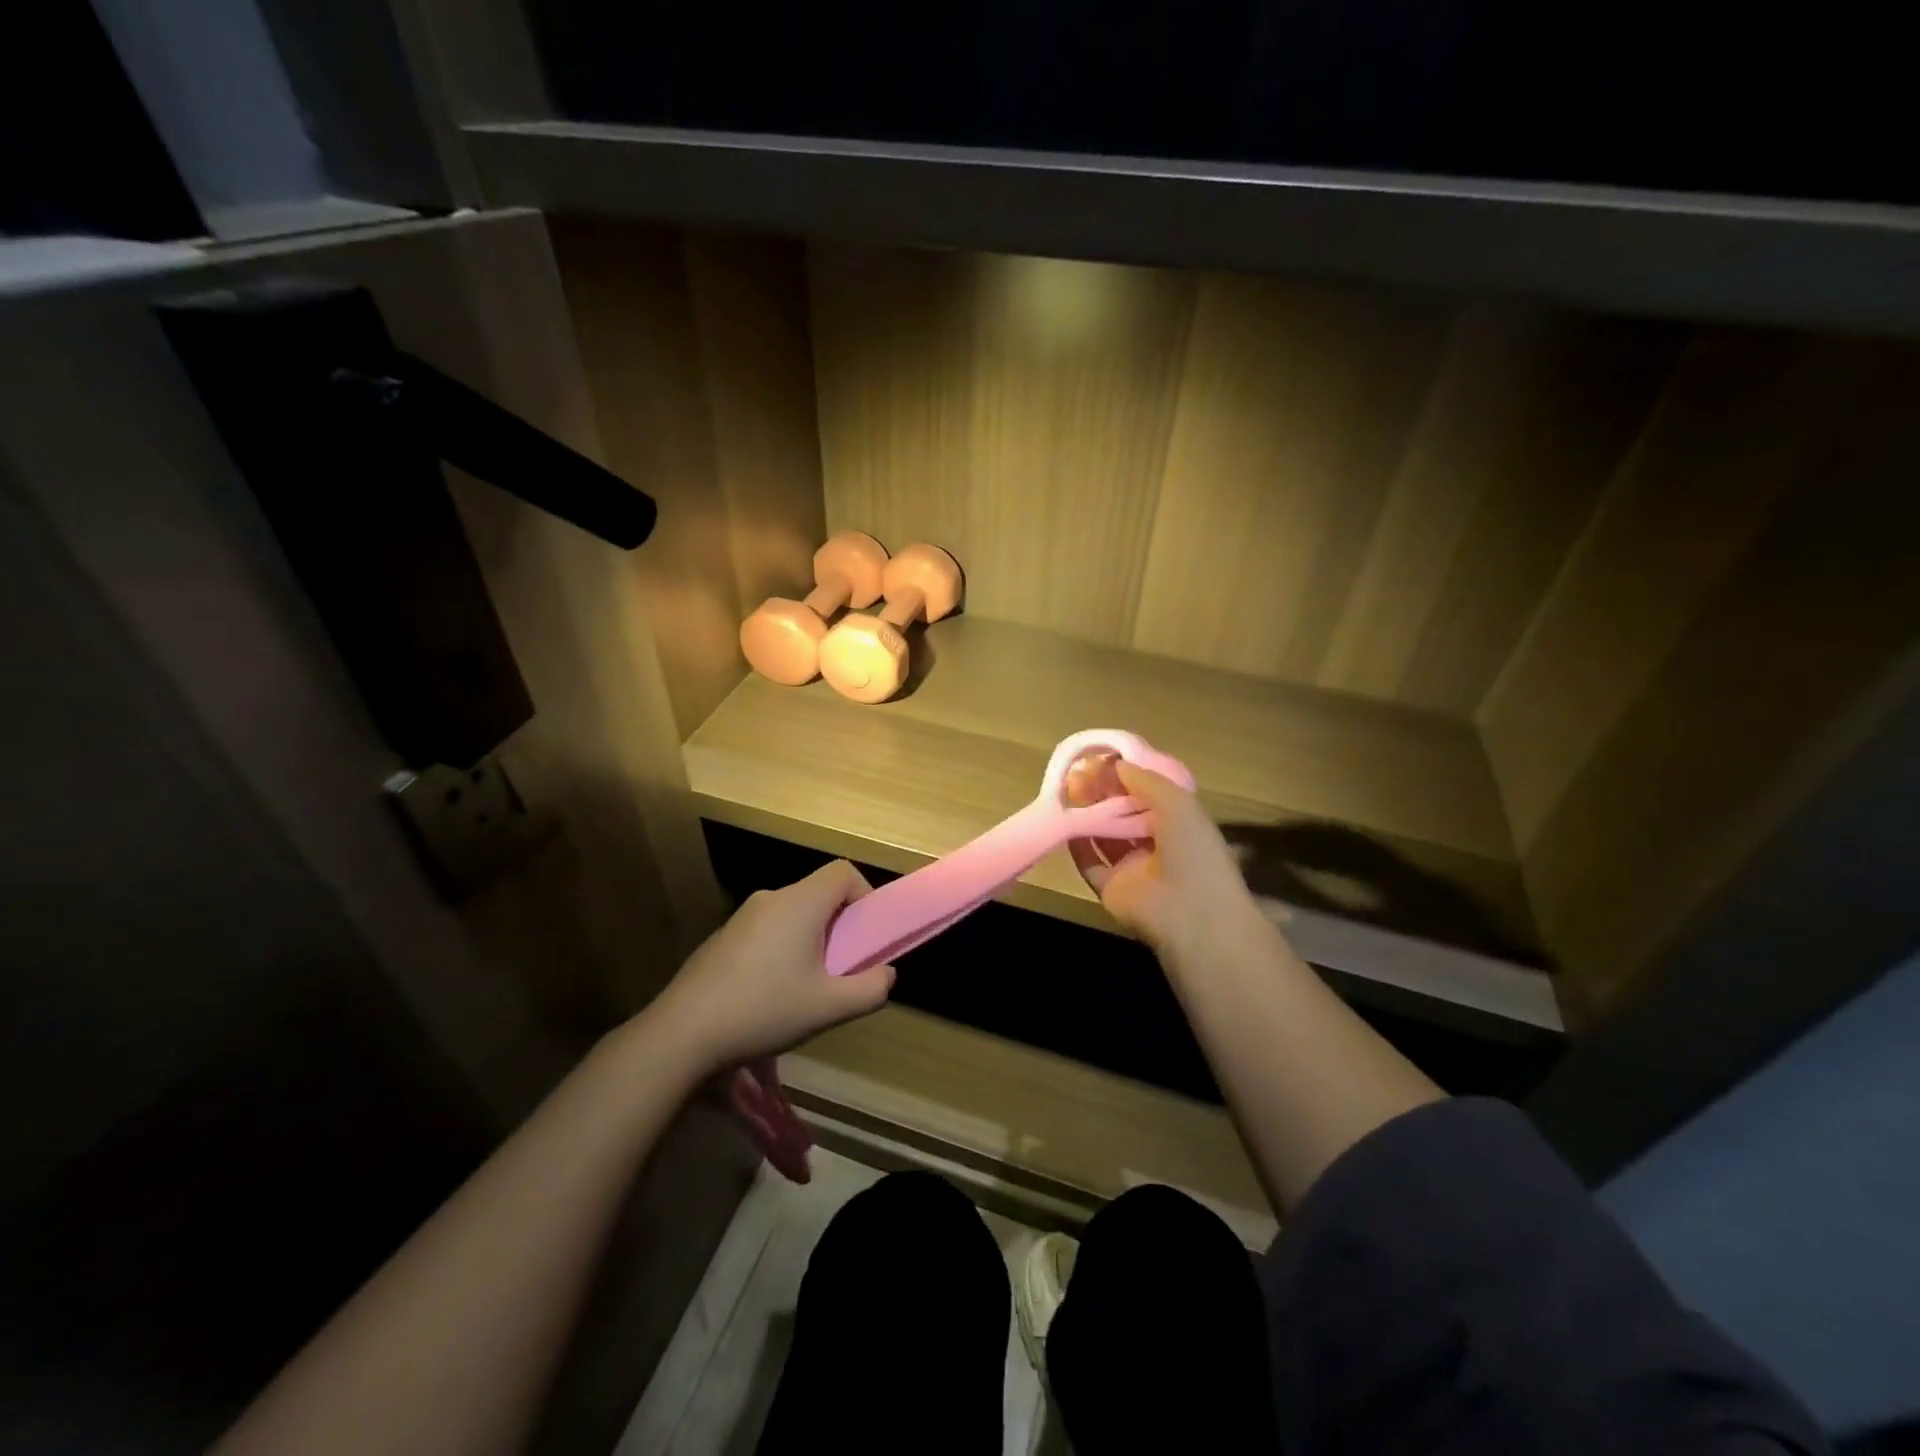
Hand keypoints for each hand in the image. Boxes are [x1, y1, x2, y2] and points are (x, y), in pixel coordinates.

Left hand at [651, 861, 894, 1074]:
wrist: (682, 1033)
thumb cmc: (764, 1010)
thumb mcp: (829, 1008)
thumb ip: (870, 989)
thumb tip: (887, 974)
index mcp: (800, 902)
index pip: (844, 872)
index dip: (865, 896)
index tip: (865, 936)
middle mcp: (772, 898)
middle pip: (819, 894)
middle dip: (839, 927)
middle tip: (841, 969)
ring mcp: (742, 916)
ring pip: (794, 914)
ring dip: (810, 941)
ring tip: (807, 988)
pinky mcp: (723, 937)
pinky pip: (768, 930)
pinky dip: (782, 949)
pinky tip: (770, 995)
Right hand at [1071, 762, 1265, 962]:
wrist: (1190, 914)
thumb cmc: (1193, 851)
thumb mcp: (1177, 803)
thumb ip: (1145, 780)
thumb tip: (1115, 763)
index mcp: (1179, 822)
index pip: (1148, 793)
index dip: (1126, 776)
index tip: (1100, 759)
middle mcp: (1156, 843)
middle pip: (1123, 812)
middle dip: (1102, 793)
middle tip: (1077, 774)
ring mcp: (1132, 867)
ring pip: (1104, 835)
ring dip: (1087, 815)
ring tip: (1066, 792)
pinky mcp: (1111, 887)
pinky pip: (1089, 863)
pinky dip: (1077, 845)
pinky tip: (1064, 824)